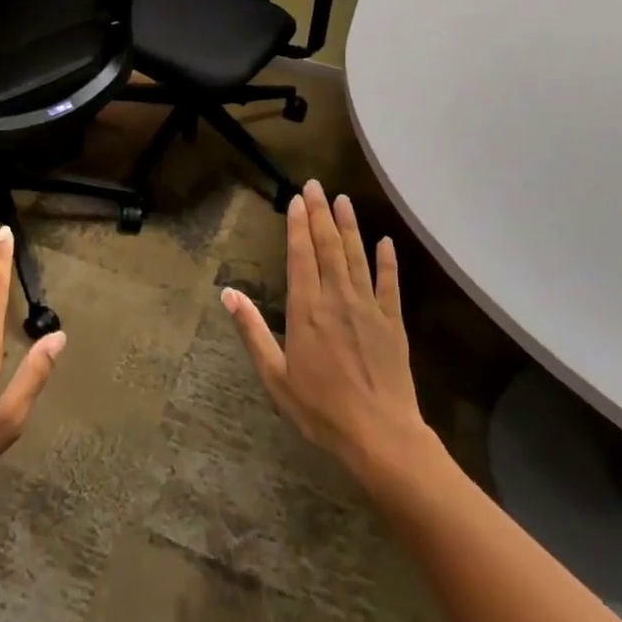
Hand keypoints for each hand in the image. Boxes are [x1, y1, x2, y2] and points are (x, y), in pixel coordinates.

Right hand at [224, 180, 430, 475]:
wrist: (380, 436)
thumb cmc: (320, 409)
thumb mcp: (275, 375)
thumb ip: (252, 330)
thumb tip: (227, 294)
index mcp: (306, 309)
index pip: (301, 255)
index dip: (298, 224)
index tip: (296, 199)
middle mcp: (336, 298)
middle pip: (328, 246)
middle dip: (320, 213)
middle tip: (316, 184)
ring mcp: (368, 308)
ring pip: (357, 256)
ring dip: (349, 226)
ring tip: (343, 200)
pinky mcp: (393, 322)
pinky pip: (390, 283)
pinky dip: (387, 260)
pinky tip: (384, 240)